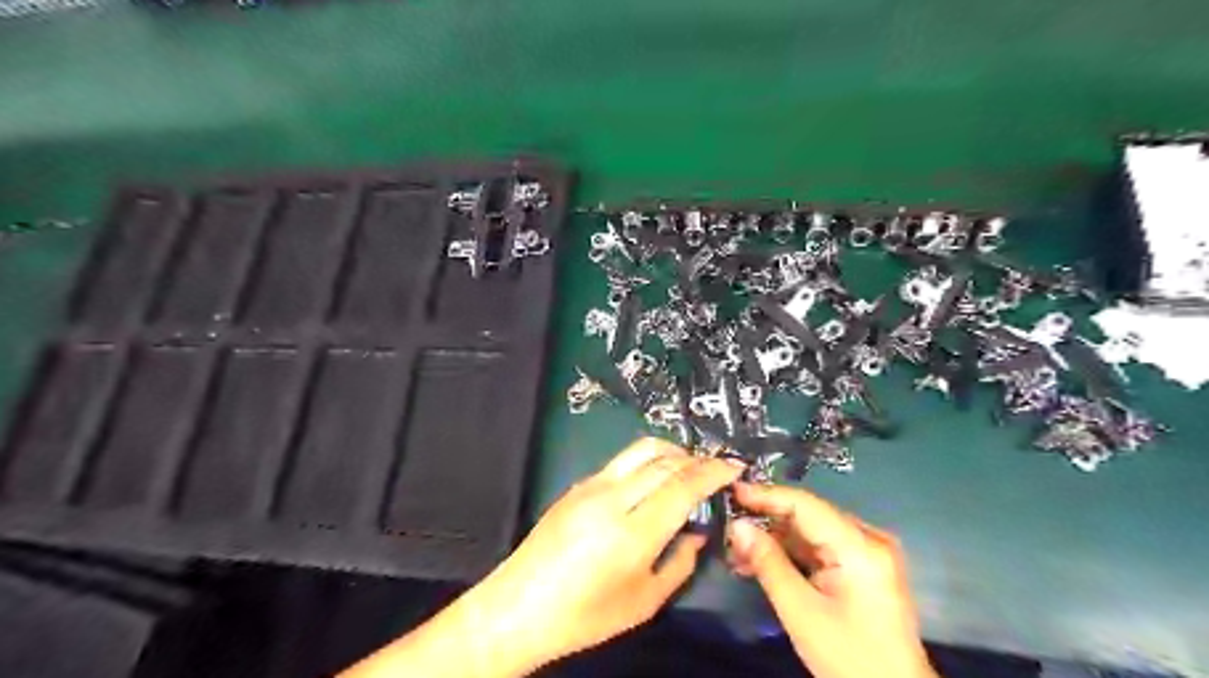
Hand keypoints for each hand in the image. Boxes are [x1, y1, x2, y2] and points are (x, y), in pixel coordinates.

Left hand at [457, 440, 741, 670]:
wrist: (520, 606)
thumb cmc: (585, 616)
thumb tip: (697, 532)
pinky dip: (647, 461)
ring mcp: (591, 486)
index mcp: (633, 533)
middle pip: (665, 461)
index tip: (735, 467)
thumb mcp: (644, 601)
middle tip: (716, 469)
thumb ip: (679, 562)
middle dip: (697, 459)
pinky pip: (621, 462)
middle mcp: (613, 499)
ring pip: (641, 450)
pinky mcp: (577, 485)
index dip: (714, 472)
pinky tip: (653, 480)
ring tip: (688, 467)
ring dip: (672, 452)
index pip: (683, 486)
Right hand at [725, 481, 932, 677]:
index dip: (766, 495)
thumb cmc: (849, 657)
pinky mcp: (863, 567)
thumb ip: (768, 563)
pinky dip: (791, 554)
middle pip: (808, 516)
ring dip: (775, 540)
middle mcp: (868, 539)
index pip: (805, 504)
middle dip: (767, 522)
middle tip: (729, 529)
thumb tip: (737, 526)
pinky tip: (762, 563)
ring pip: (810, 532)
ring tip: (737, 552)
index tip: (732, 491)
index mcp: (860, 546)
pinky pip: (820, 548)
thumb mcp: (800, 612)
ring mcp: (868, 552)